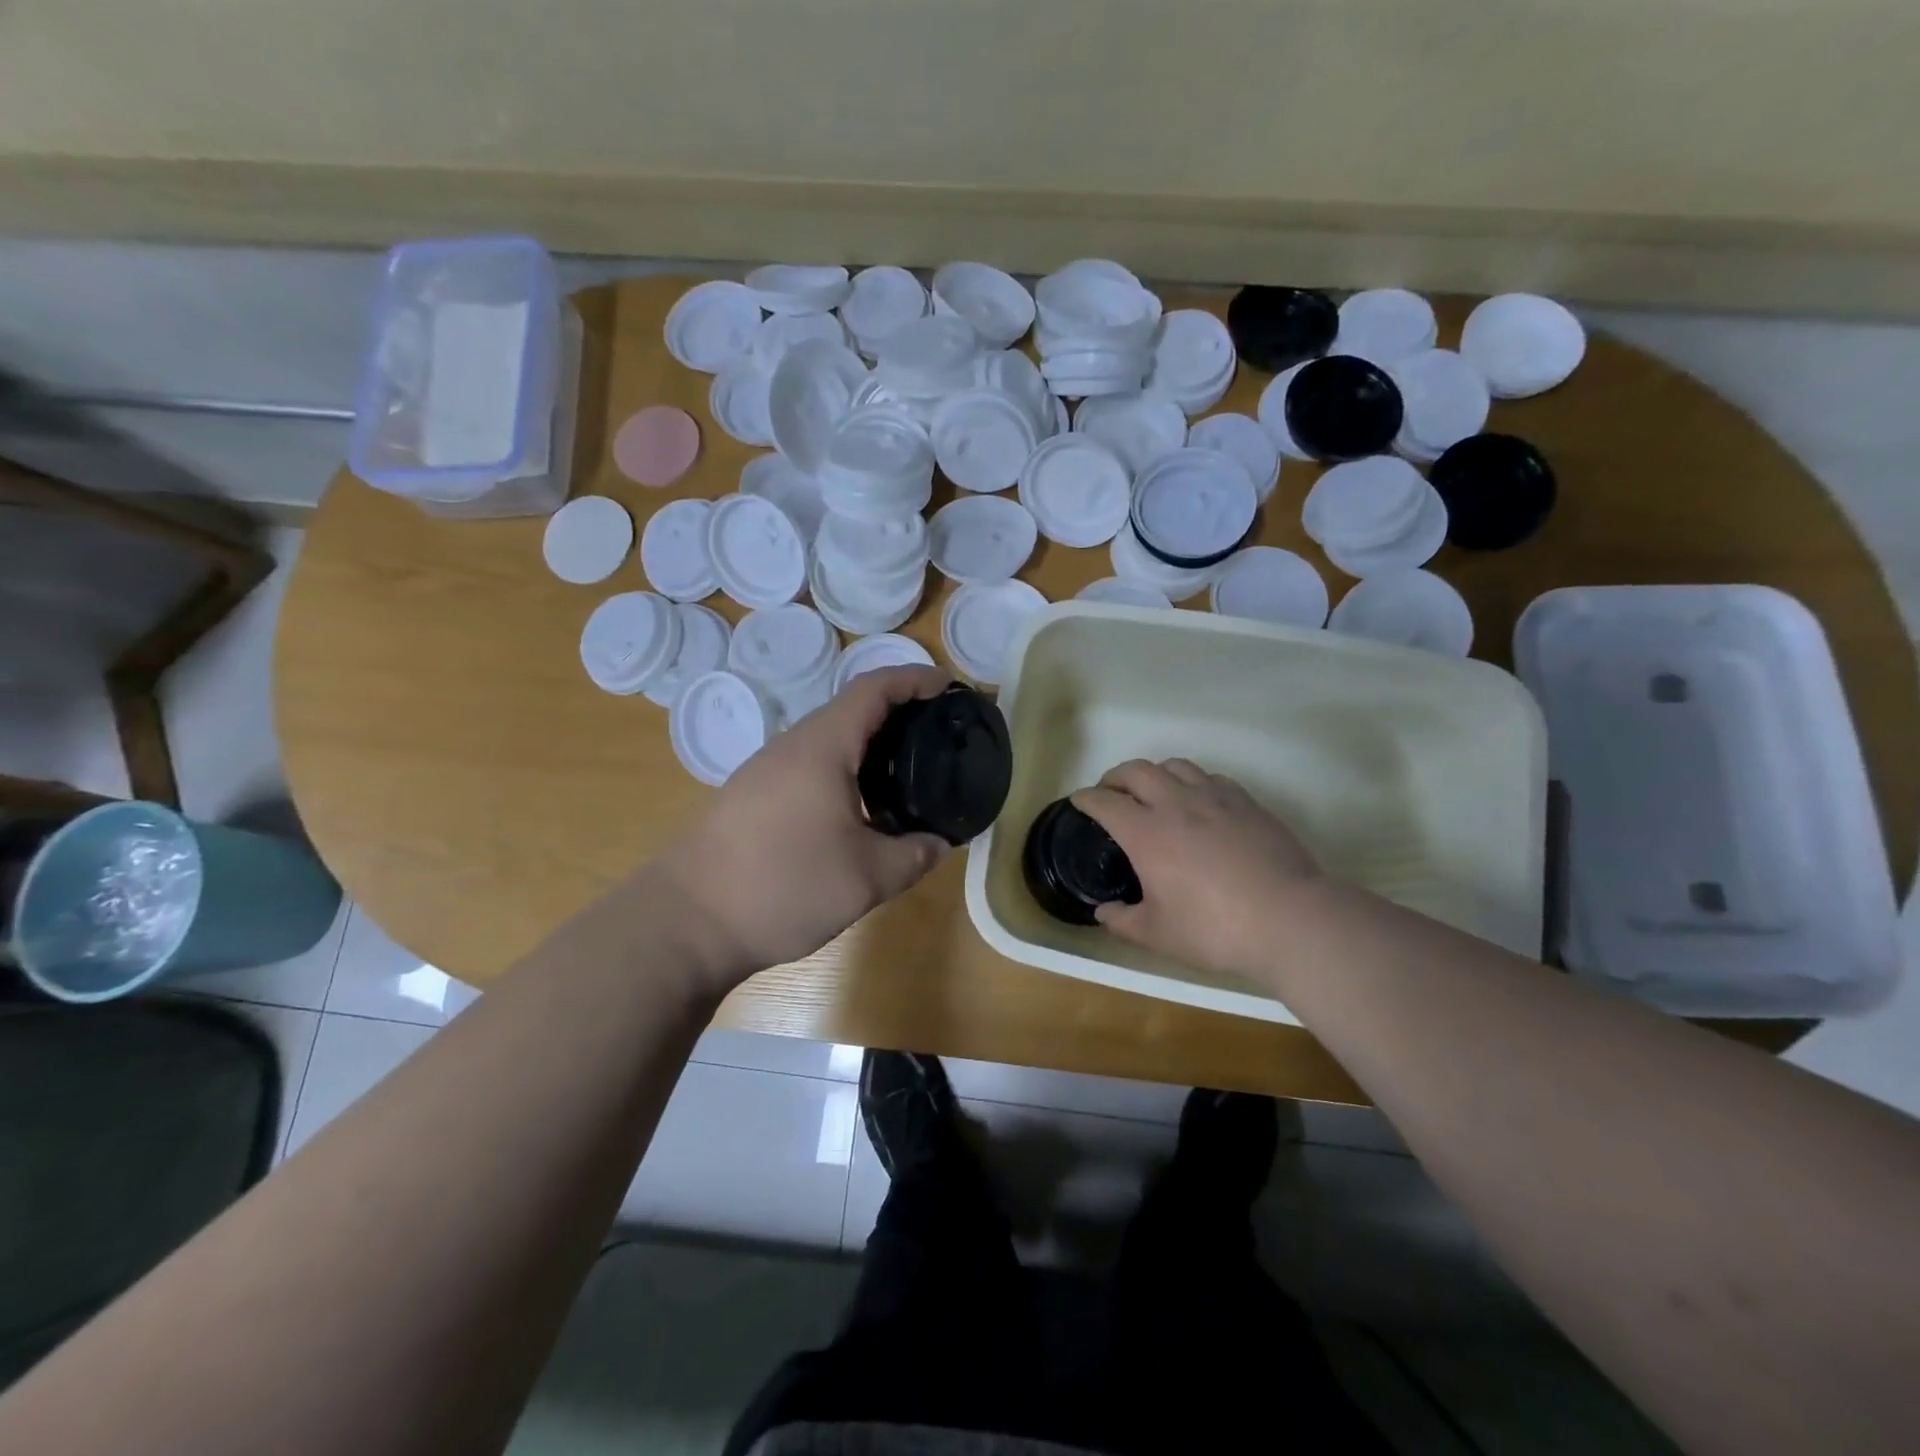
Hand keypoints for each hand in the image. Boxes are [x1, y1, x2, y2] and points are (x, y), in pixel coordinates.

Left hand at [659, 665, 954, 985]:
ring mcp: (766, 771)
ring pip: (830, 740)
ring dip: (871, 744)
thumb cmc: (782, 886)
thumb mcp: (865, 879)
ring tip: (909, 771)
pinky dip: (847, 770)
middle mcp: (792, 746)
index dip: (915, 679)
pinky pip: (811, 766)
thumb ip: (912, 856)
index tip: (950, 687)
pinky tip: (861, 807)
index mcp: (822, 747)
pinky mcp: (753, 797)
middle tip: (941, 735)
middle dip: (900, 712)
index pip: (874, 688)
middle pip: (852, 709)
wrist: (685, 922)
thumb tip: (938, 844)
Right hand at [1072, 759, 1321, 980]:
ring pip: (1175, 766)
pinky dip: (1192, 782)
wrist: (1289, 919)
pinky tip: (1198, 801)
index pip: (1104, 802)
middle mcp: (1175, 804)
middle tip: (1110, 791)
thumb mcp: (1158, 935)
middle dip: (1115, 776)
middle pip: (1136, 770)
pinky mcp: (1246, 802)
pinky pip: (1210, 777)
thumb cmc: (1215, 929)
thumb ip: (1122, 921)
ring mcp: (1214, 798)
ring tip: (1153, 790)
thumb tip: (1103, 912)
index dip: (1086, 798)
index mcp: (1146, 833)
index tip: (1078, 801)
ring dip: (1154, 773)